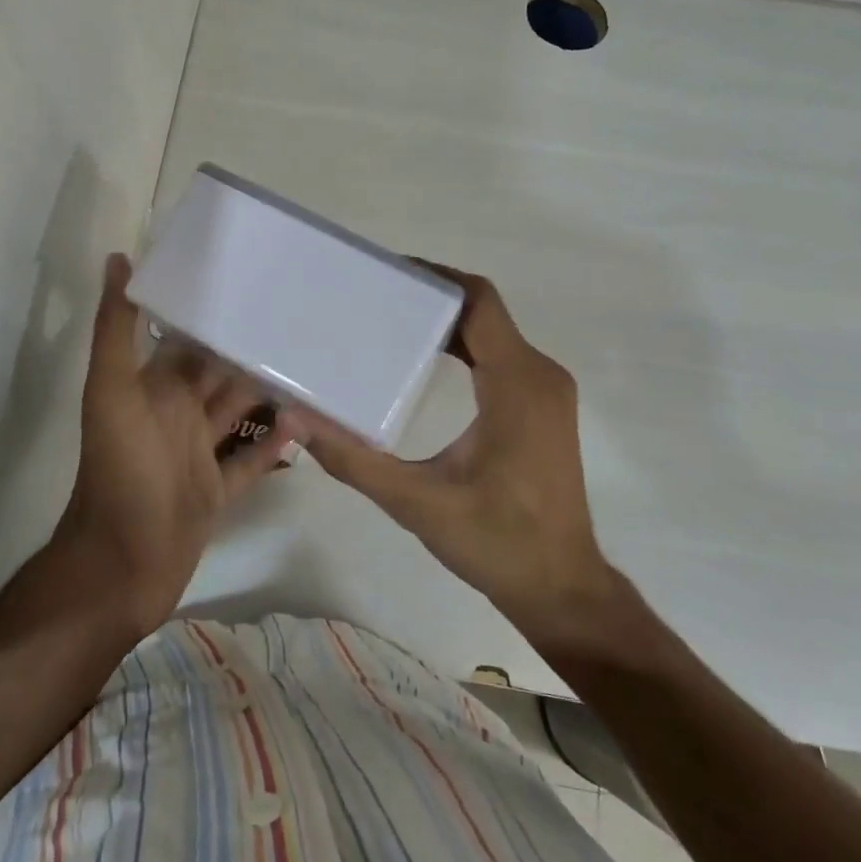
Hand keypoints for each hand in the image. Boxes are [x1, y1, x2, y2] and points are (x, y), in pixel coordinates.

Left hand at [56, 254, 303, 635]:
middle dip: (252, 350)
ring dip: (270, 393)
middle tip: (301, 321)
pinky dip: (275, 443)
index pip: (189, 339)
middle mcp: (176, 414)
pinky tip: (307, 421)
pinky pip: (251, 460)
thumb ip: (115, 329)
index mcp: (154, 387)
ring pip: (240, 413)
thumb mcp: (112, 392)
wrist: (120, 565)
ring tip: (315, 365)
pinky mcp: (217, 491)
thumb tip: (118, 259)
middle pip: (220, 374)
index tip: (257, 284)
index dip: (216, 314)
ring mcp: (197, 454)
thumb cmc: (120, 471)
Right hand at [305, 263, 622, 647]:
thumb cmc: (497, 542)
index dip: (435, 277)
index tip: (386, 272)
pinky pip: (502, 356)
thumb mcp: (416, 503)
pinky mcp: (542, 407)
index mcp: (516, 383)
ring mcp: (546, 391)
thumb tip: (297, 420)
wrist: (563, 589)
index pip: (478, 302)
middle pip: (483, 312)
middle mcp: (538, 374)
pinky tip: (425, 360)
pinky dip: (464, 347)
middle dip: (430, 298)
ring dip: (446, 322)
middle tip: (373, 297)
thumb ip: (354, 459)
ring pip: (493, 333)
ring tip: (388, 321)